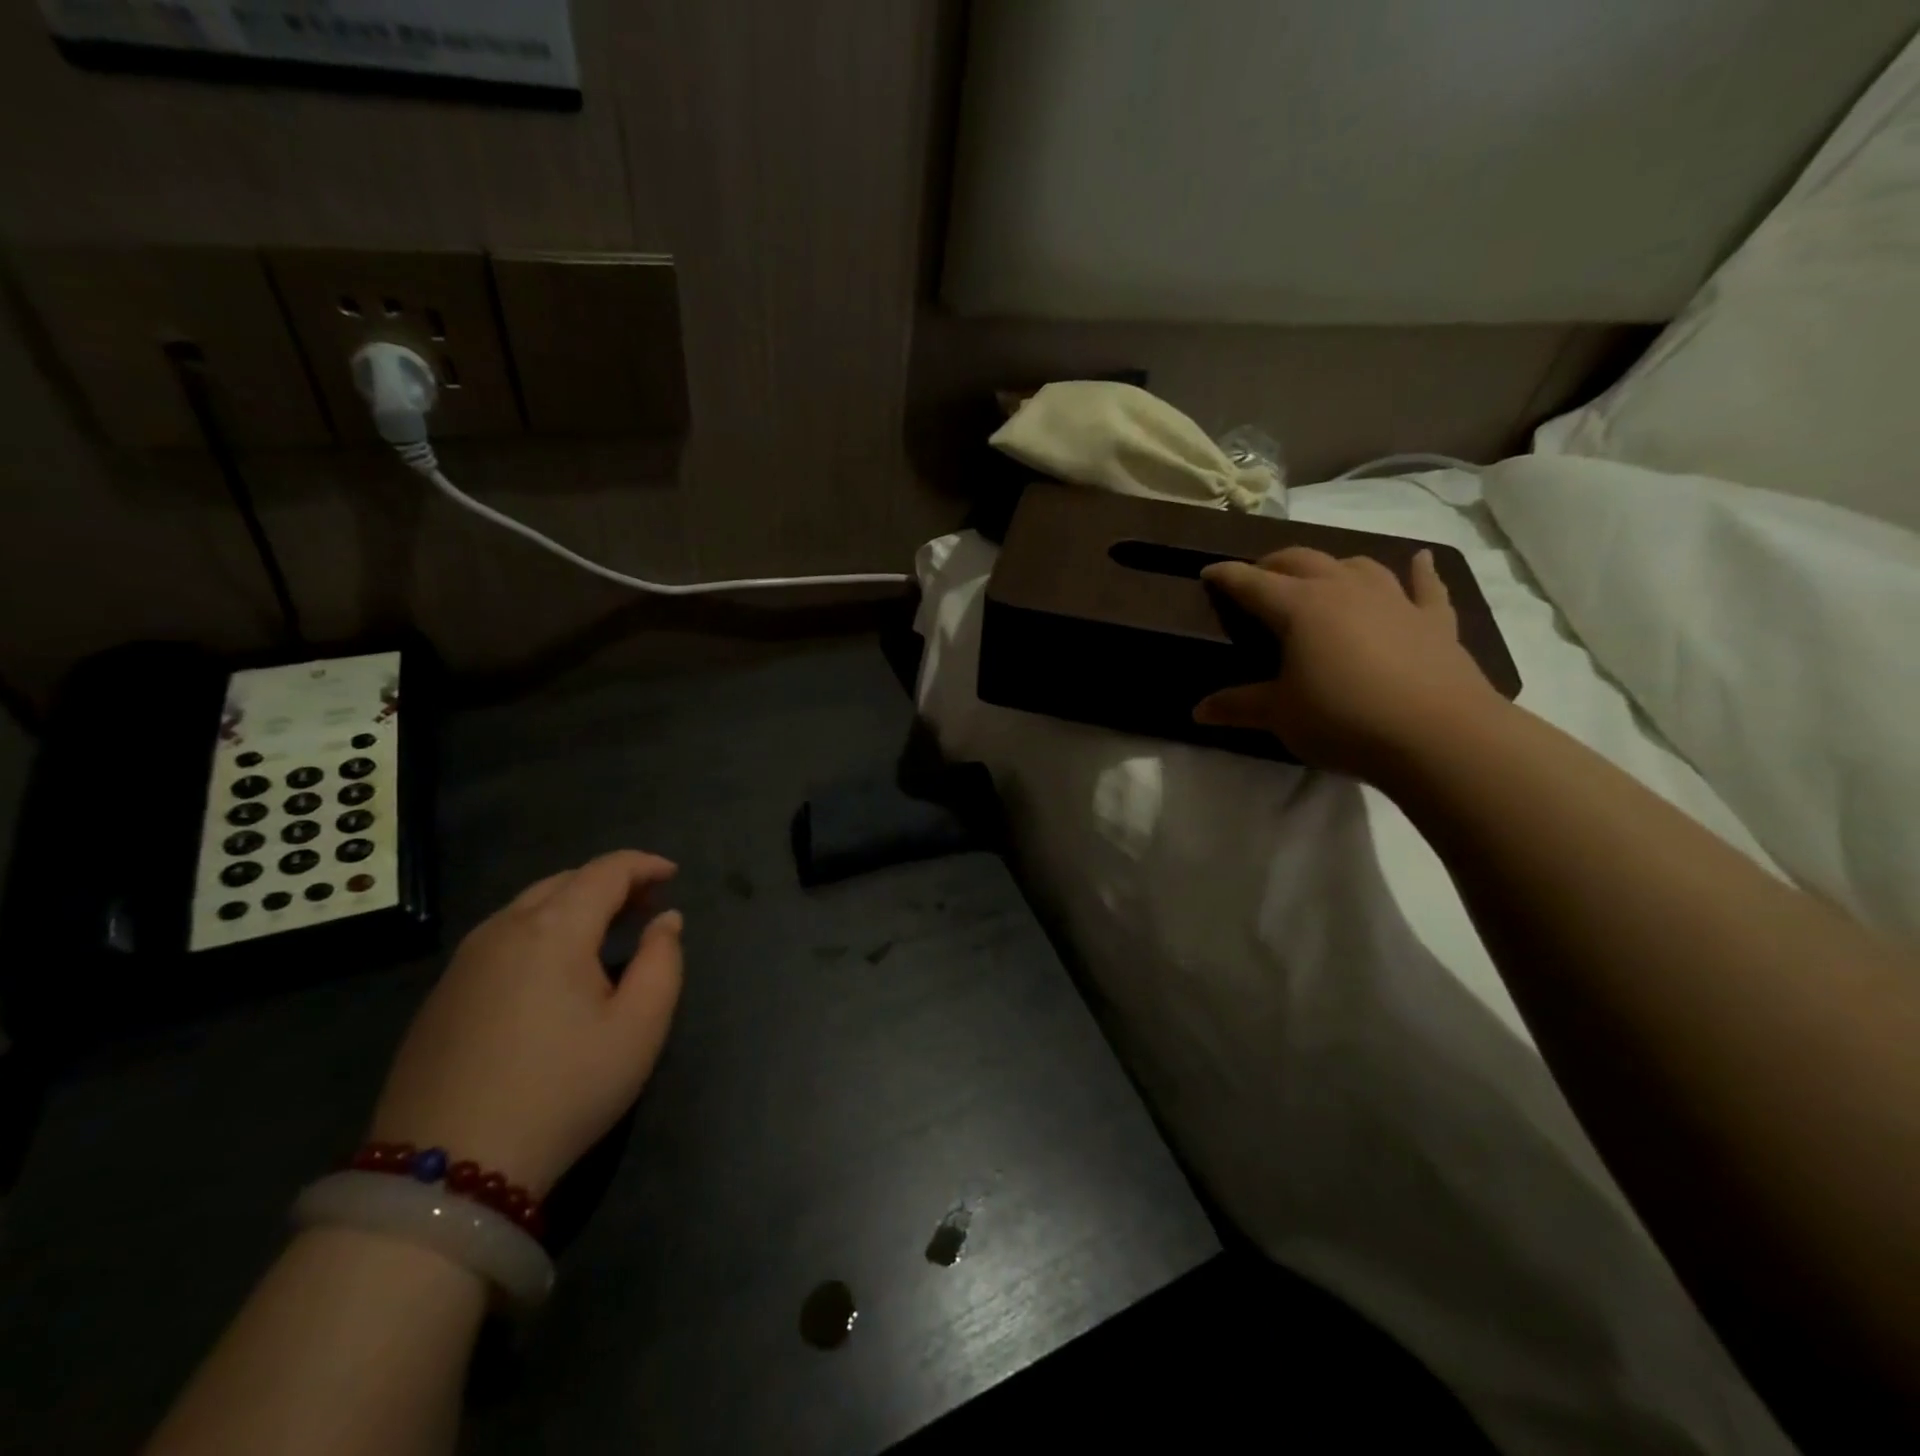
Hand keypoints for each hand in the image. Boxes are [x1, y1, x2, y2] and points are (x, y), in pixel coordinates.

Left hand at [368, 850, 683, 1196]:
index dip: (644, 864)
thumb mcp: (639, 1028)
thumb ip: (663, 961)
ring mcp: (463, 962)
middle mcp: (502, 929)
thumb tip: (665, 920)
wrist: (445, 1173)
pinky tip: (553, 970)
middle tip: (645, 905)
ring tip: (605, 932)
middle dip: (611, 882)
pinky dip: (540, 931)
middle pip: (564, 881)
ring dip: (573, 905)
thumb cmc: (563, 1090)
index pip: (606, 870)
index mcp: (553, 928)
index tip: (673, 874)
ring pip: (528, 907)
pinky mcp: (440, 996)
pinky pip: (501, 938)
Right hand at [1194, 546, 1502, 778]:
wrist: (1438, 736)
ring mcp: (1394, 600)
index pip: (1252, 583)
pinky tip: (1420, 560)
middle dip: (1274, 564)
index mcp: (1300, 607)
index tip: (1207, 572)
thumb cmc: (1343, 720)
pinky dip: (1421, 571)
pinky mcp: (1433, 621)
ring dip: (1333, 565)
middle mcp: (1344, 590)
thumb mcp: (1280, 715)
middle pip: (1302, 560)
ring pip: (1357, 565)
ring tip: (1321, 576)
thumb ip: (1238, 706)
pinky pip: (1426, 586)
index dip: (1227, 576)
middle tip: (1258, 577)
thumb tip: (1197, 711)